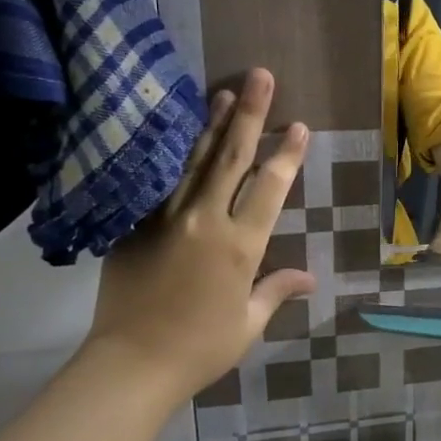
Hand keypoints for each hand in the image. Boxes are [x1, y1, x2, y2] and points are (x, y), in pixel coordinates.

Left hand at [83, 68, 314, 402]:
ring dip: (210, 124)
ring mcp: (165, 220)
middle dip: (250, 115)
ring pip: (193, 162)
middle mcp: (205, 222)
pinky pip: (158, 183)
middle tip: (260, 76)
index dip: (287, 154)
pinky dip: (171, 156)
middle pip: (231, 158)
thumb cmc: (200, 348)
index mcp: (240, 246)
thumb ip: (276, 291)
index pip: (270, 188)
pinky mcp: (134, 227)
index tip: (299, 125)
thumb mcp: (248, 323)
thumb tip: (310, 278)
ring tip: (222, 91)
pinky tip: (175, 135)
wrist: (130, 364)